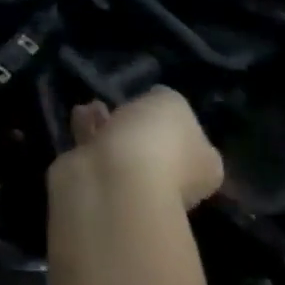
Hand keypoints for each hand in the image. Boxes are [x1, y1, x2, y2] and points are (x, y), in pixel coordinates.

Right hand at [48, 87, 223, 212]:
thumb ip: (165, 99)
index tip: (153, 103)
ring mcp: (137, 186)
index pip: (194, 140)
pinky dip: (88, 132)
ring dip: (108, 126)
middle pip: (155, 145)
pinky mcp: (102, 184)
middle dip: (136, 123)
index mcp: (204, 166)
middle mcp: (175, 181)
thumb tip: (156, 101)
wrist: (112, 180)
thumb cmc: (155, 141)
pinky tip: (79, 115)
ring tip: (93, 105)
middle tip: (121, 103)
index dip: (174, 120)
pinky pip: (96, 152)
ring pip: (123, 149)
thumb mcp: (170, 102)